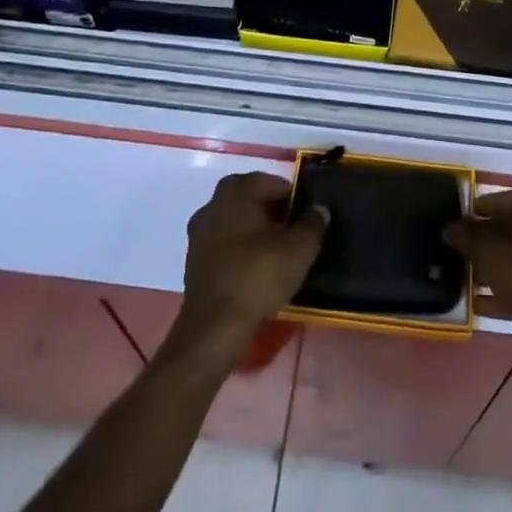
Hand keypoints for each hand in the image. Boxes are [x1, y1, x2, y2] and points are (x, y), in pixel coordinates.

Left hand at [164, 172, 326, 370]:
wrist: (214, 328)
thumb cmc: (258, 276)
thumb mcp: (300, 248)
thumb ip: (313, 222)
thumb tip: (319, 208)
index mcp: (237, 190)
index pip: (272, 183)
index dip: (293, 199)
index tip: (306, 219)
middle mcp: (213, 204)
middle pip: (251, 201)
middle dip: (272, 214)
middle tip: (293, 235)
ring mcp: (199, 234)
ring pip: (236, 224)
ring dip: (254, 234)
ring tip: (276, 256)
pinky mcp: (193, 263)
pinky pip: (224, 247)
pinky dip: (239, 253)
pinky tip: (255, 273)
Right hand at [443, 191, 511, 374]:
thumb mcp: (490, 252)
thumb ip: (467, 235)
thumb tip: (450, 227)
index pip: (508, 199)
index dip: (481, 209)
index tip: (461, 222)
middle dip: (489, 242)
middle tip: (465, 252)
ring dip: (499, 268)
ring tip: (471, 280)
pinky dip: (511, 291)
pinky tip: (484, 304)